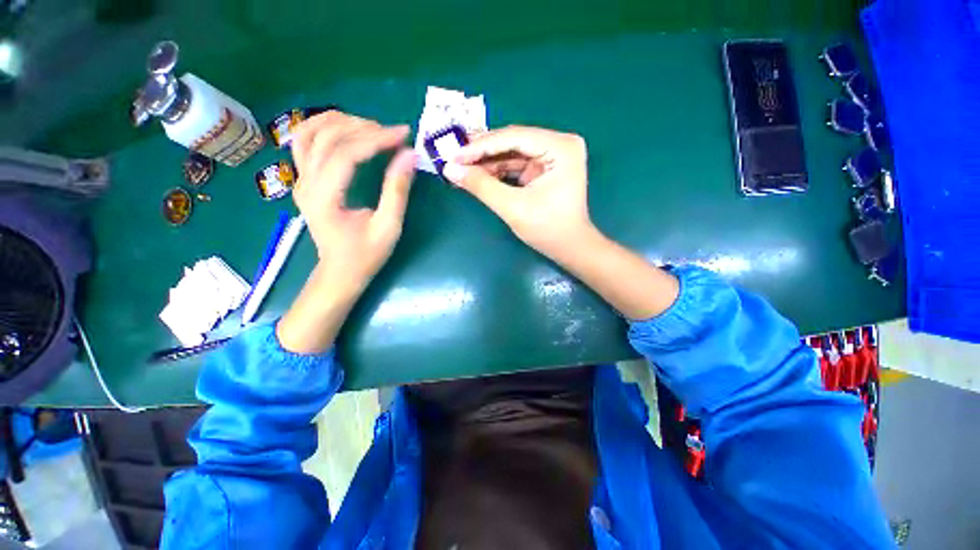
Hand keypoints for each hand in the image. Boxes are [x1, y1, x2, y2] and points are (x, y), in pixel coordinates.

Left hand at [291, 111, 415, 294]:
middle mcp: (305, 184)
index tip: (403, 135)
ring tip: (371, 127)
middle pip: (326, 137)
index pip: (346, 154)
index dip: (376, 139)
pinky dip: (325, 128)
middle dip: (362, 128)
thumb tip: (409, 156)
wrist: (339, 272)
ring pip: (308, 132)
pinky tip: (347, 130)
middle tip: (393, 134)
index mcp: (324, 199)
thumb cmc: (365, 255)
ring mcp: (300, 180)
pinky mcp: (304, 180)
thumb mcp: (388, 228)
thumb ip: (397, 191)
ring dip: (340, 122)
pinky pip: (305, 142)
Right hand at [442, 125, 594, 261]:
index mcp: (561, 147)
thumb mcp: (513, 207)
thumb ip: (481, 186)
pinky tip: (479, 176)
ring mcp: (554, 155)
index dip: (481, 146)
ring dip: (488, 163)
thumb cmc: (547, 230)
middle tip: (454, 160)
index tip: (454, 155)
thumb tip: (449, 169)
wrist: (569, 248)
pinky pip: (517, 164)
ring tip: (462, 169)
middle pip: (513, 142)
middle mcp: (560, 144)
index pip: (514, 137)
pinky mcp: (546, 168)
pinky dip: (498, 171)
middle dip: (483, 153)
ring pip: (513, 153)